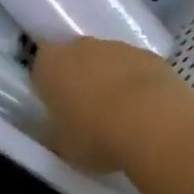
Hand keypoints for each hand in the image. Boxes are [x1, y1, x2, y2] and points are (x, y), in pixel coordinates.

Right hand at [33, 37, 182, 174]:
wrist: (152, 122)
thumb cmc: (96, 135)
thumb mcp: (65, 147)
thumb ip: (56, 134)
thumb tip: (57, 133)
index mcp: (50, 65)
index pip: (41, 66)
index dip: (50, 86)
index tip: (59, 108)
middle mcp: (79, 47)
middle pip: (75, 59)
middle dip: (81, 79)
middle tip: (90, 112)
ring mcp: (115, 46)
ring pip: (107, 61)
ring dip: (111, 80)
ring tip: (123, 116)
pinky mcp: (147, 54)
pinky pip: (135, 68)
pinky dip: (138, 84)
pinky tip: (148, 111)